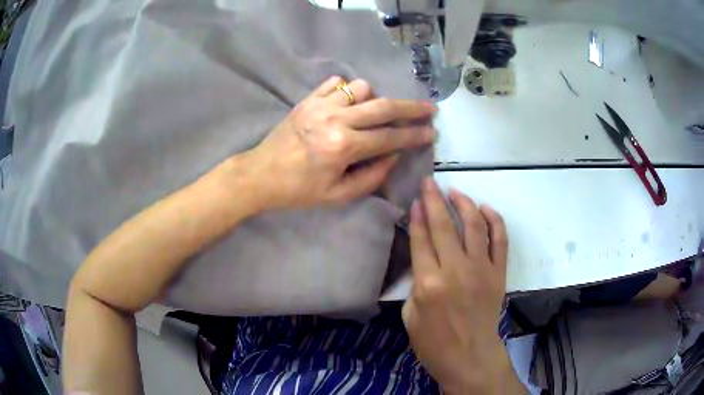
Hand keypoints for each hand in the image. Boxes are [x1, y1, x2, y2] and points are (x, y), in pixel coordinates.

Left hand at [243, 76, 435, 209]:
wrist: (260, 175)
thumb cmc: (299, 191)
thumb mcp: (338, 195)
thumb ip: (372, 176)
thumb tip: (394, 155)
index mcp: (343, 147)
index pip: (390, 138)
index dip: (415, 135)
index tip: (432, 132)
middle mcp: (335, 119)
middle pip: (383, 106)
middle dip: (411, 108)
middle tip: (429, 108)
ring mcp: (320, 105)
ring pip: (362, 88)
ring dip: (375, 99)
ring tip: (374, 113)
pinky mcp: (307, 99)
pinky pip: (336, 83)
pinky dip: (348, 90)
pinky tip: (348, 103)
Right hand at [402, 178, 524, 393]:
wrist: (470, 357)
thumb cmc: (434, 343)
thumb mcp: (410, 316)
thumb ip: (415, 283)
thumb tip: (423, 259)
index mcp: (428, 283)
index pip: (421, 239)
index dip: (417, 216)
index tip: (416, 198)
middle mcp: (456, 271)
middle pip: (444, 226)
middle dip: (434, 199)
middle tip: (429, 182)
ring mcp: (481, 270)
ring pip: (474, 226)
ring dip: (464, 204)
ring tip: (455, 192)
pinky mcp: (499, 273)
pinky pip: (500, 240)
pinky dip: (494, 220)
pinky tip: (485, 209)